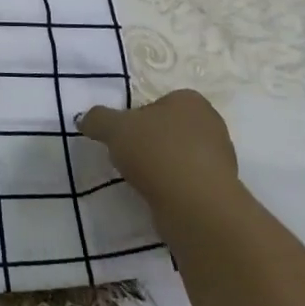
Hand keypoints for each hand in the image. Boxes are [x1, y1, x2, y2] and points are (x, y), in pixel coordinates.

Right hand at [79, 88, 237, 203]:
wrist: (196, 205)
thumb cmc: (156, 152)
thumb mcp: (114, 128)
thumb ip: (97, 119)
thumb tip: (84, 119)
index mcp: (190, 100)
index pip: (155, 103)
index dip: (135, 119)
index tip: (123, 137)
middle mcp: (211, 123)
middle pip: (167, 129)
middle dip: (148, 142)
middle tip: (130, 158)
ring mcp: (220, 158)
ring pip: (178, 156)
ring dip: (161, 166)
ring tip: (143, 181)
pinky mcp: (220, 188)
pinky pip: (188, 181)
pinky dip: (172, 187)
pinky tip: (160, 196)